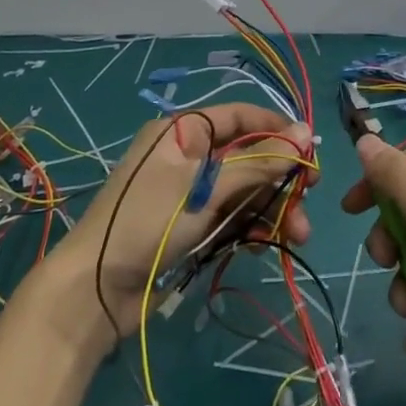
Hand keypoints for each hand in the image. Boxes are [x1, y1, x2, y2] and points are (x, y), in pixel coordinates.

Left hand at [52, 104, 315, 344]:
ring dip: (272, 208)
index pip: (241, 116)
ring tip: (297, 235)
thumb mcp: (207, 189)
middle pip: (248, 156)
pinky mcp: (191, 225)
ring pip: (245, 190)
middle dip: (279, 178)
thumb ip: (258, 163)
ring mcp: (190, 192)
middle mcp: (189, 155)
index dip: (277, 128)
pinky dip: (252, 227)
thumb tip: (305, 134)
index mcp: (184, 132)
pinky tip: (267, 244)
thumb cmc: (149, 222)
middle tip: (308, 198)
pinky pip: (232, 216)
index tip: (310, 149)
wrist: (94, 289)